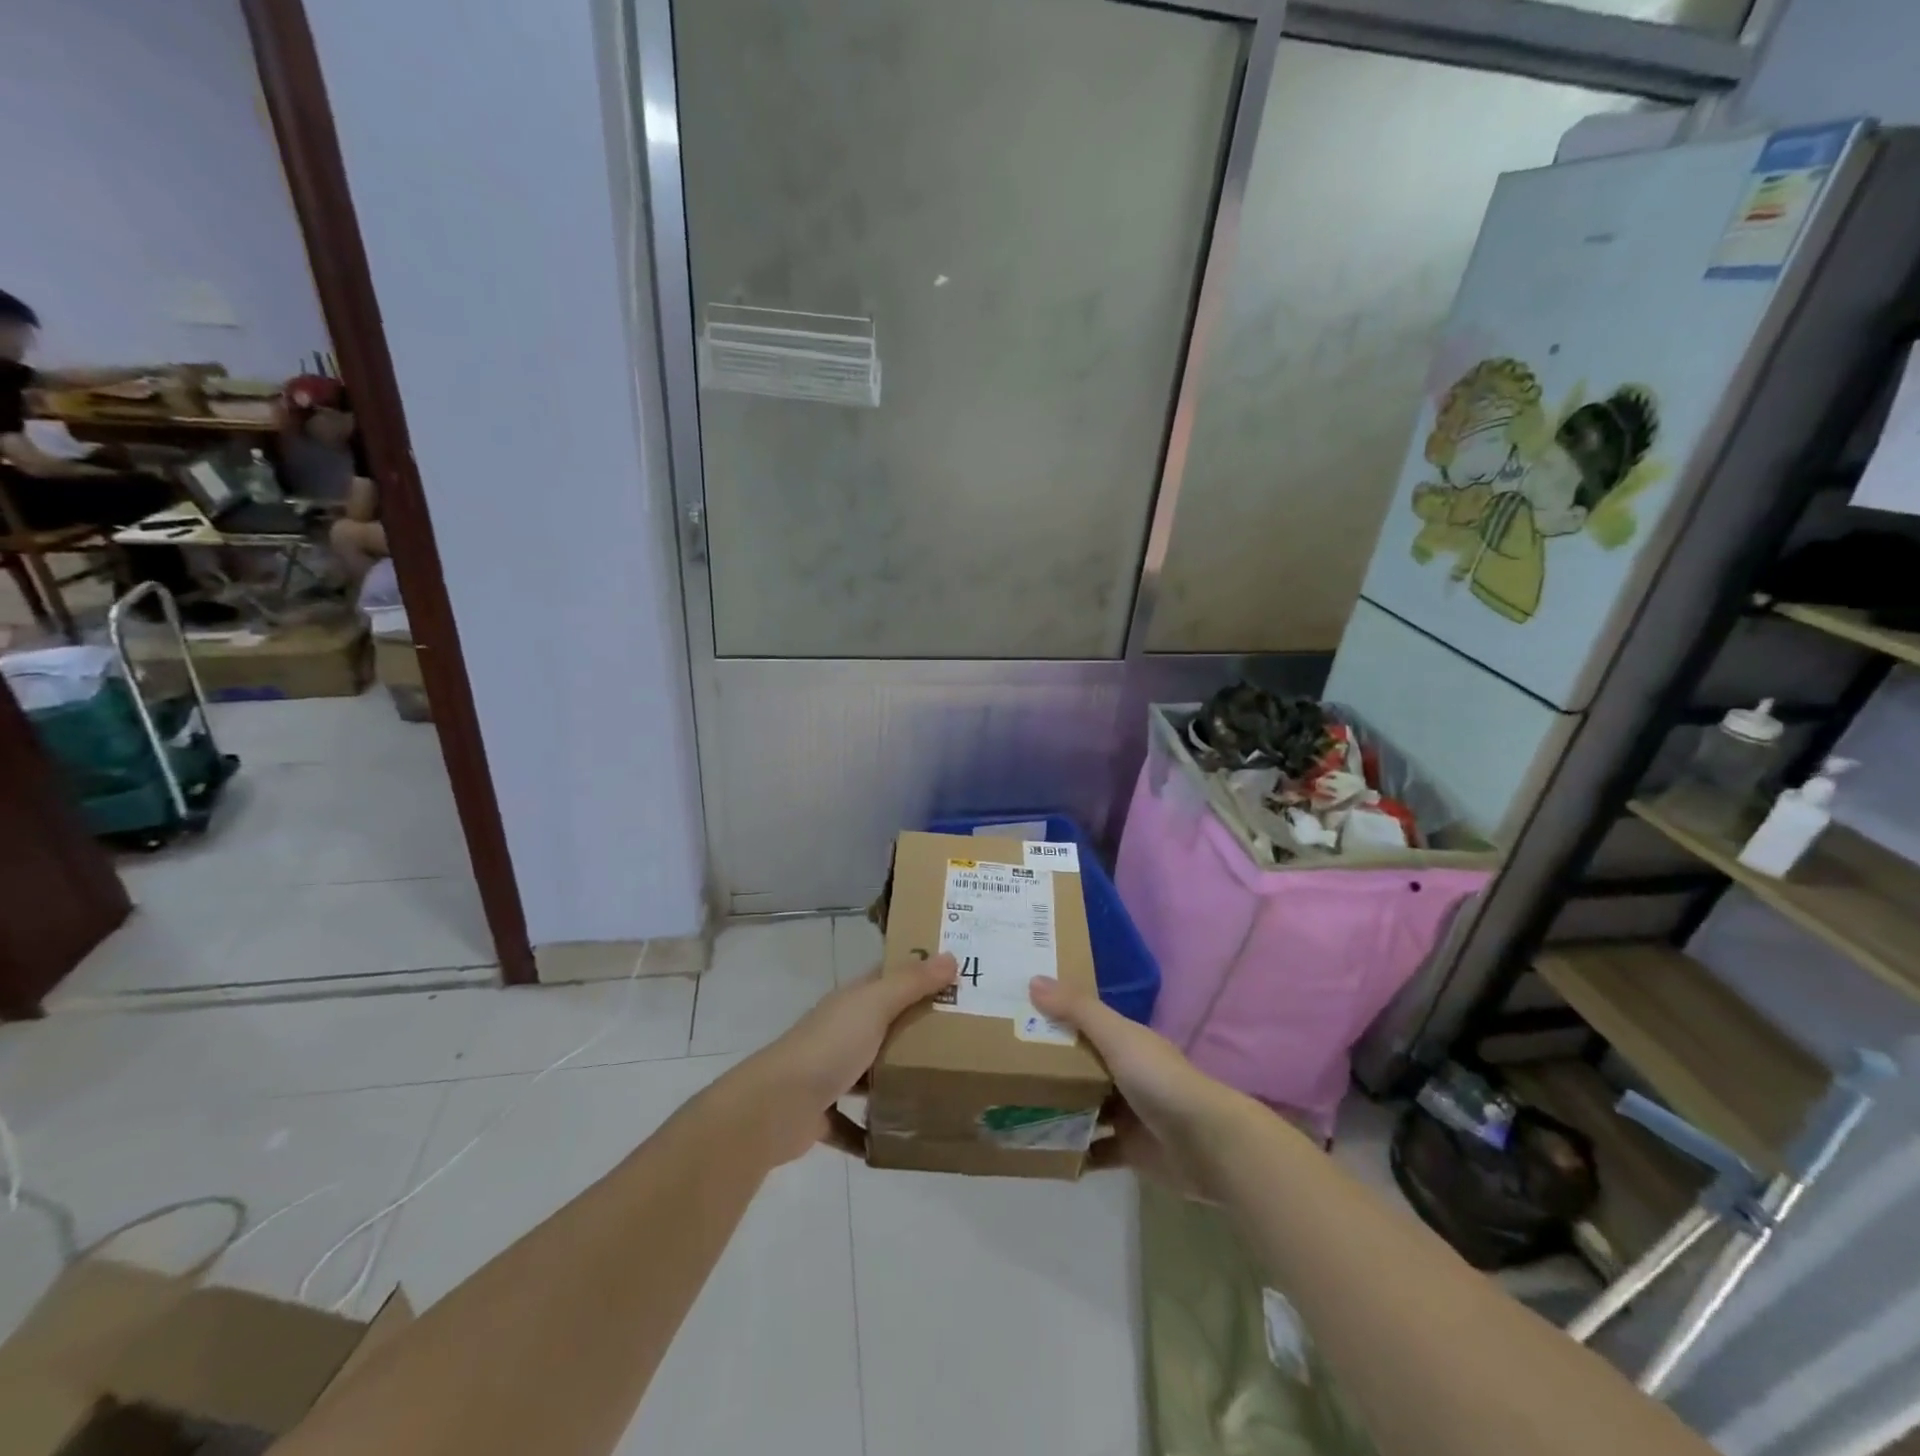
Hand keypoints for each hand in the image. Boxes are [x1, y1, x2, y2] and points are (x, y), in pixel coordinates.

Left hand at [740, 954, 958, 1164]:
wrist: (775, 1106)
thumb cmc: (830, 1046)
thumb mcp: (875, 1005)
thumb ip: (911, 982)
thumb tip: (950, 956)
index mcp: (851, 1002)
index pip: (887, 979)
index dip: (918, 975)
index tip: (956, 980)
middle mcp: (839, 1032)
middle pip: (883, 1026)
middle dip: (916, 1031)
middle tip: (963, 1039)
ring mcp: (828, 1074)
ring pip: (869, 1074)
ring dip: (895, 1081)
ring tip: (939, 1089)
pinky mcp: (822, 1115)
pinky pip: (852, 1124)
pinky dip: (871, 1132)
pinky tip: (899, 1140)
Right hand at [1028, 976, 1240, 1193]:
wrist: (1209, 1145)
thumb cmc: (1160, 1080)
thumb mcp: (1116, 1036)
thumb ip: (1077, 1010)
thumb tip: (1033, 980)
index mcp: (1125, 1041)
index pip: (1084, 1023)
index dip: (1054, 1018)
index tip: (1016, 1014)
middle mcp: (1126, 1073)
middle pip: (1081, 1066)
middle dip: (1049, 1066)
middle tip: (1003, 1064)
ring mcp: (1128, 1114)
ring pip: (1085, 1107)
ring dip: (1058, 1109)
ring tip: (1013, 1107)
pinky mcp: (1130, 1151)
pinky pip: (1094, 1150)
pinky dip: (1073, 1151)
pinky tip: (1042, 1150)